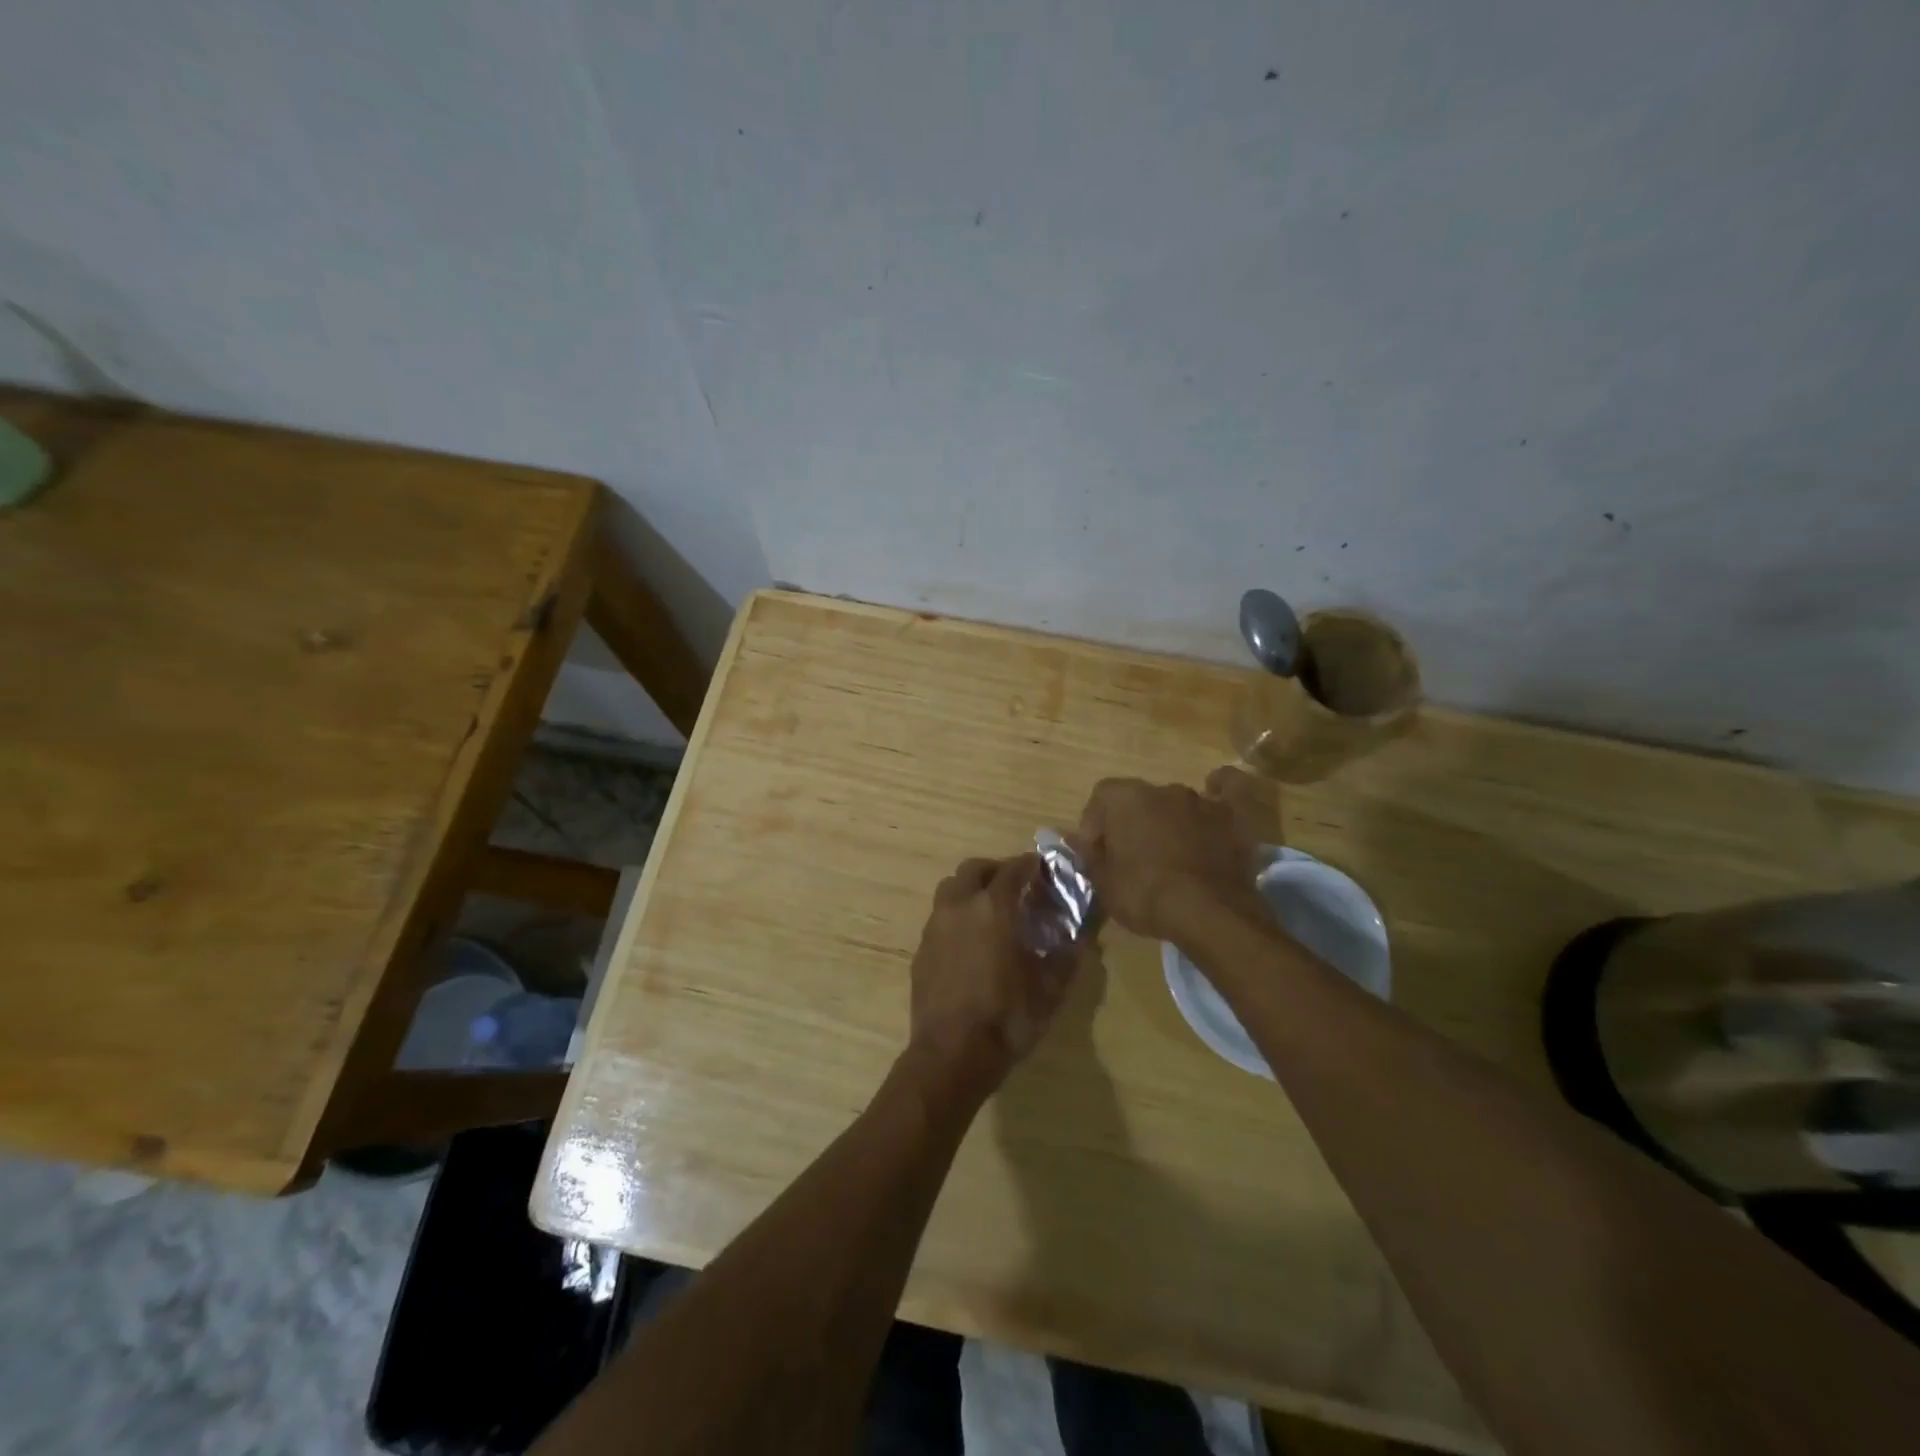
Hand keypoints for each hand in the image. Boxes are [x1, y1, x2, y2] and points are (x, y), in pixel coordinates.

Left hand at [907, 855, 1082, 1093]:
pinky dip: (957, 917)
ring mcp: (935, 927)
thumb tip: (1082, 936)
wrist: (951, 1054)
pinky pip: (940, 918)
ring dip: (971, 890)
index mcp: (993, 908)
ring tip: (990, 912)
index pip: (1013, 869)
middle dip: (996, 871)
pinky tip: (970, 943)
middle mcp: (959, 907)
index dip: (1030, 864)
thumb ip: (1067, 955)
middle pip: (973, 869)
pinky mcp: (921, 950)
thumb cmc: (1007, 1017)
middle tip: (1015, 887)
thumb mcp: (1050, 989)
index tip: (1042, 868)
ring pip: (950, 889)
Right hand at [1073, 768, 1271, 940]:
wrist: (1209, 913)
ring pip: (1176, 803)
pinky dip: (1221, 790)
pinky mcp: (1232, 816)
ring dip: (1168, 820)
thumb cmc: (1146, 895)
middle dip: (1132, 823)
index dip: (1095, 824)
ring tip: (1170, 853)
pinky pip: (1228, 790)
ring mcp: (1201, 800)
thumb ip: (1089, 857)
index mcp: (1125, 798)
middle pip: (1139, 800)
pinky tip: (1217, 792)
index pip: (1100, 798)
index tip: (1097, 853)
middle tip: (1131, 857)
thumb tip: (1076, 841)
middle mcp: (1162, 789)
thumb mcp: (1105, 884)